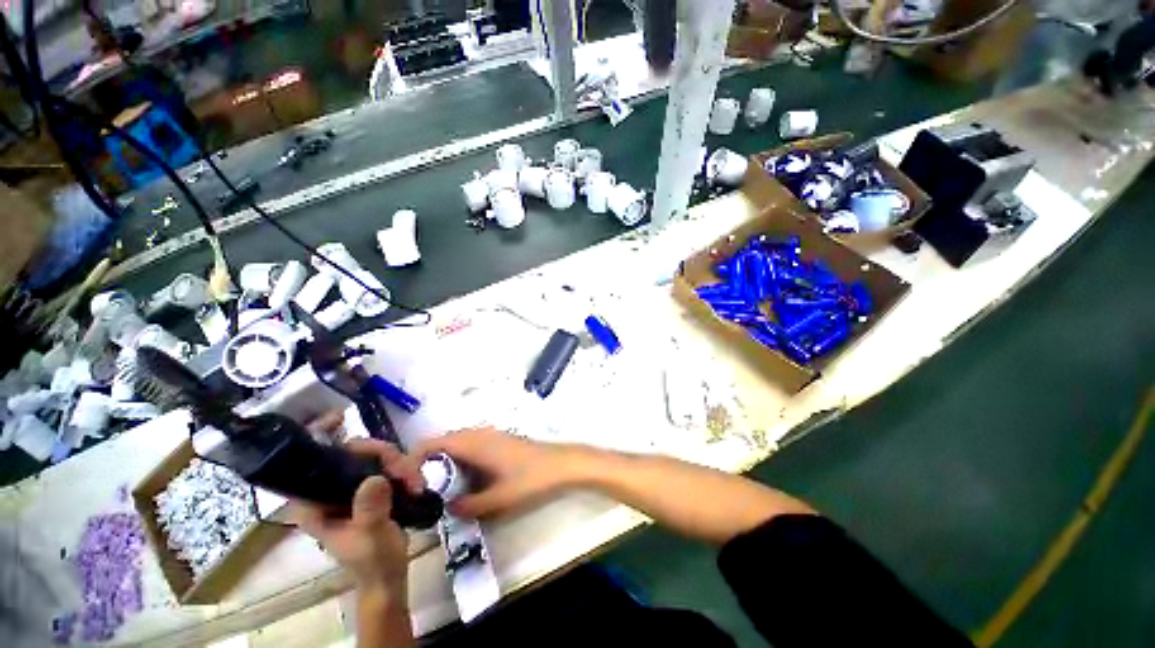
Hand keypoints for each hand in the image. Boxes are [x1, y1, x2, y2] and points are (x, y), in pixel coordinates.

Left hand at [288, 438, 425, 595]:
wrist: (390, 573)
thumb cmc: (373, 561)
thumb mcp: (372, 538)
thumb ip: (371, 511)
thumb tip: (375, 478)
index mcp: (314, 504)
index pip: (307, 464)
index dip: (318, 436)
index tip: (339, 417)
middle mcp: (329, 490)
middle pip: (350, 453)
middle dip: (382, 454)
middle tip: (405, 469)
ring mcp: (352, 488)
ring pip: (373, 457)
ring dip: (398, 462)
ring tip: (416, 482)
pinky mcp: (371, 488)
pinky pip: (387, 465)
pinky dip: (403, 468)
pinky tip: (416, 481)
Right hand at [416, 427, 573, 518]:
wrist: (559, 463)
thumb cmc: (529, 479)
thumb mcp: (497, 499)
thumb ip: (467, 506)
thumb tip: (445, 509)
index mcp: (472, 443)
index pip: (431, 444)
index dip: (413, 461)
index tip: (408, 486)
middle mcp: (477, 433)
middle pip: (441, 443)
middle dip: (425, 465)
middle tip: (418, 493)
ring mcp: (488, 435)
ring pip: (455, 445)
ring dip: (442, 464)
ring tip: (436, 491)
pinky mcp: (497, 440)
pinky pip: (468, 447)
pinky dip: (458, 461)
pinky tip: (462, 482)